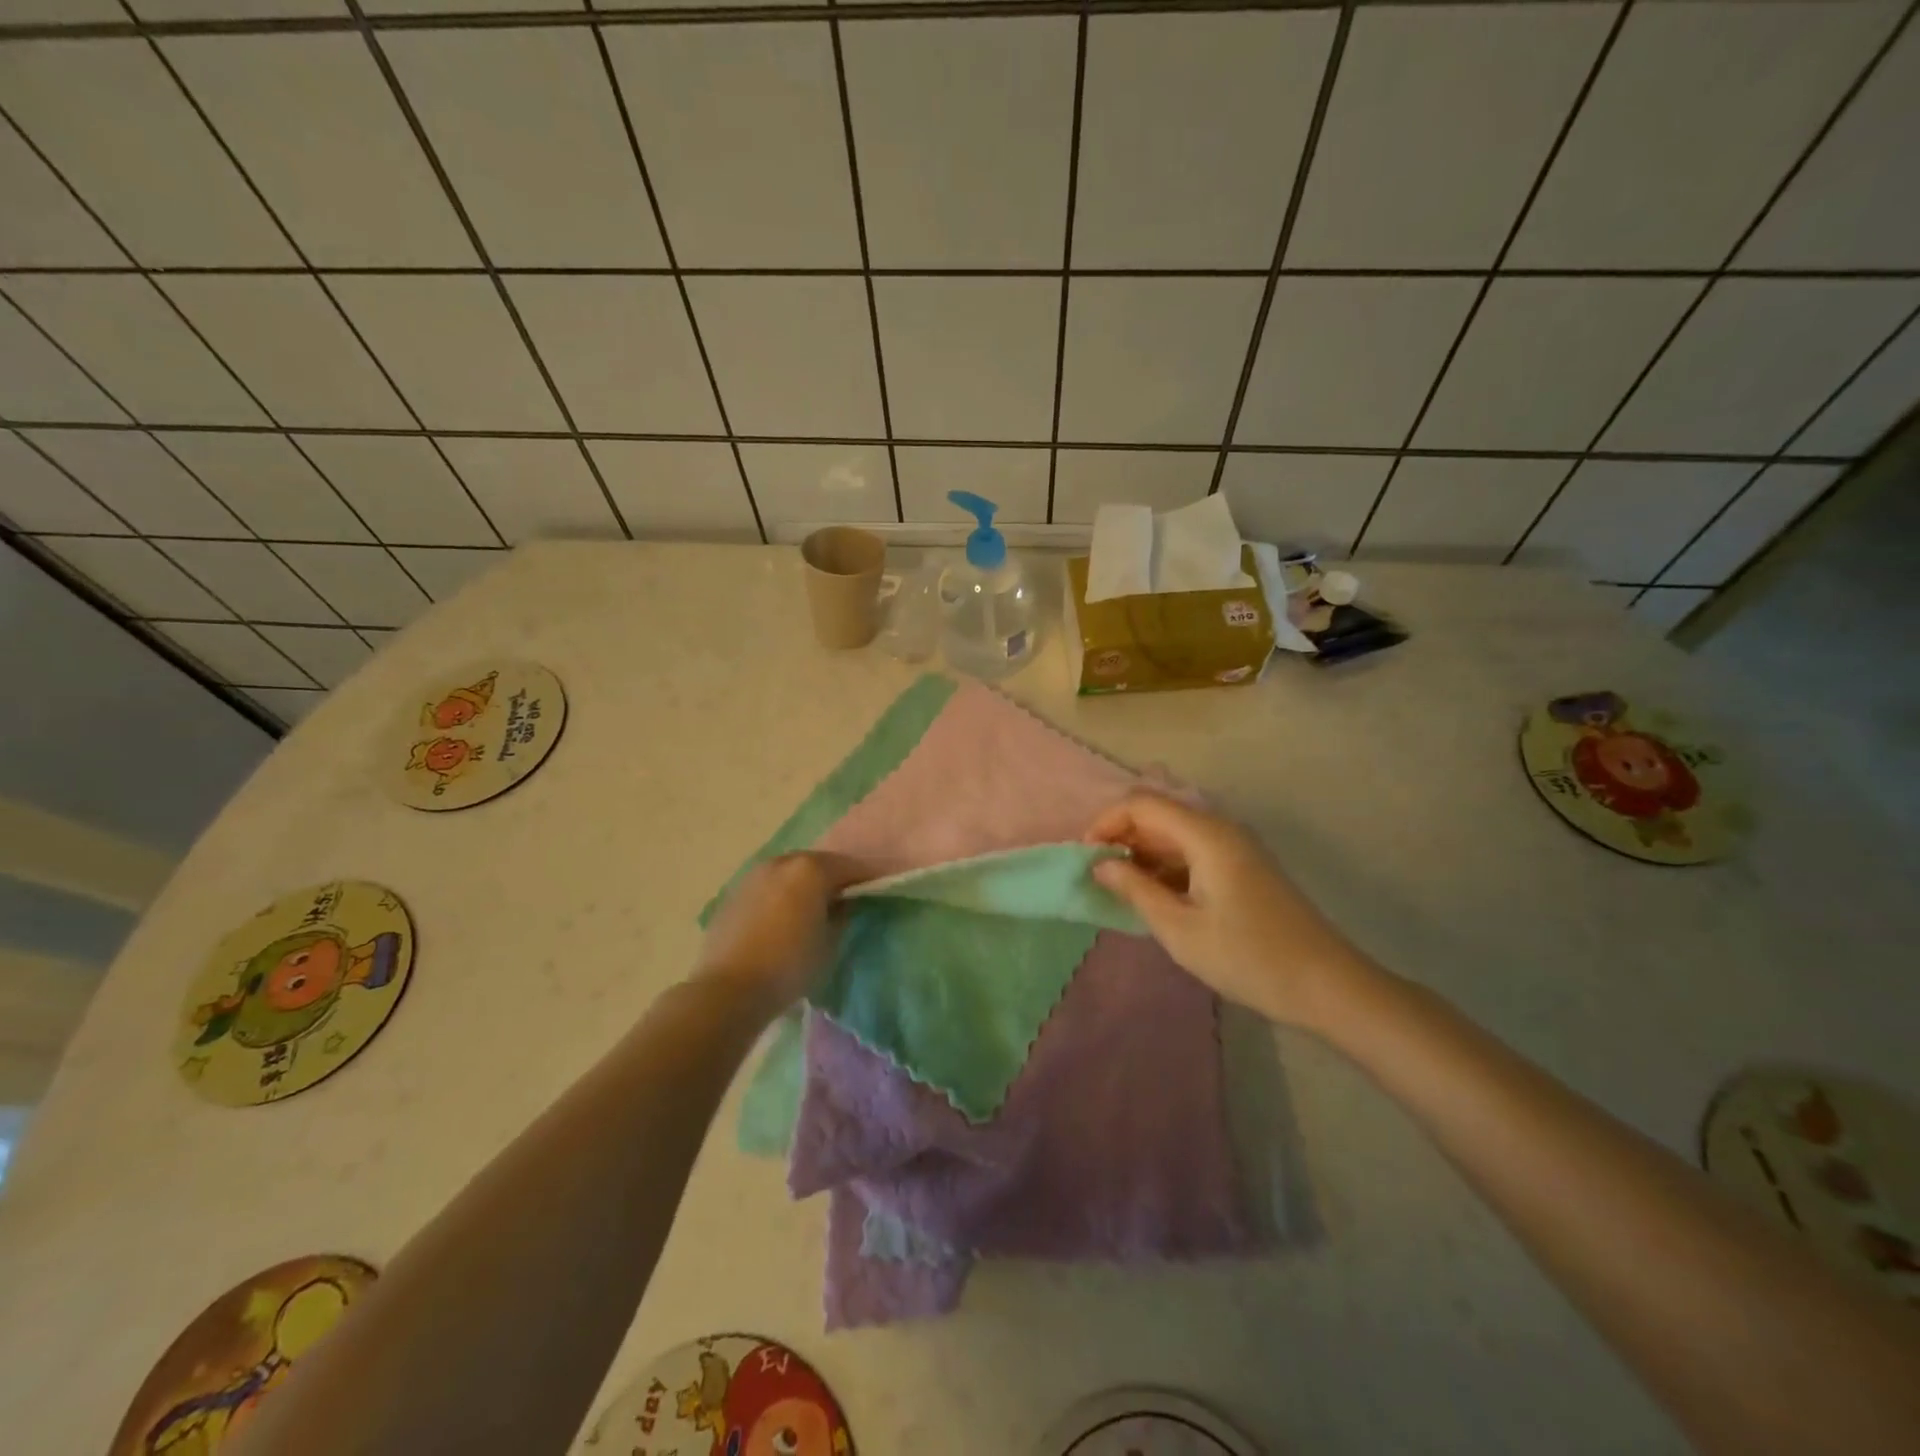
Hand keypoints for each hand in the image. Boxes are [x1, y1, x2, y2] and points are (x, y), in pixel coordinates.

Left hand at [696, 852, 864, 1012]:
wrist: (729, 989)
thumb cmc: (790, 965)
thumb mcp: (830, 943)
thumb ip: (842, 915)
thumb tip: (842, 904)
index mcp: (810, 869)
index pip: (850, 866)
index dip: (867, 878)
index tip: (879, 889)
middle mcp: (781, 862)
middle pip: (816, 864)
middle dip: (833, 878)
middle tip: (846, 899)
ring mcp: (753, 876)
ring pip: (789, 873)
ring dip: (803, 885)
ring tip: (812, 909)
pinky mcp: (733, 894)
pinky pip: (767, 888)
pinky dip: (780, 896)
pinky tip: (782, 919)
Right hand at [1086, 793, 1371, 1028]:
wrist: (1327, 985)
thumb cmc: (1248, 957)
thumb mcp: (1179, 928)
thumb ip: (1135, 889)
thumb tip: (1100, 864)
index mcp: (1206, 834)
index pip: (1142, 803)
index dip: (1106, 821)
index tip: (1086, 857)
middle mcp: (1222, 828)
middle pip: (1159, 813)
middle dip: (1122, 837)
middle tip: (1100, 876)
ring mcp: (1237, 847)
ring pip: (1176, 833)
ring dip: (1144, 853)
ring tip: (1123, 891)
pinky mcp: (1245, 866)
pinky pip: (1194, 851)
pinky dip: (1167, 865)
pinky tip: (1157, 897)